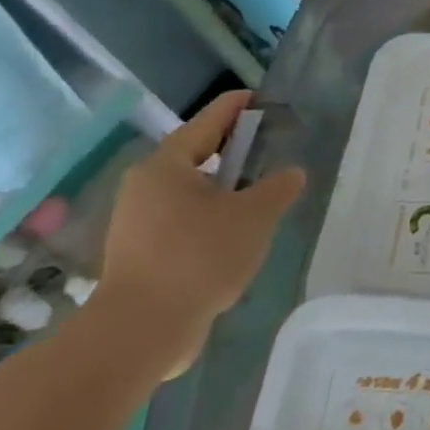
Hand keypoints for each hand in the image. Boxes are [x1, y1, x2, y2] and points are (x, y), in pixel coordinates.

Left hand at [91, 91, 304, 377]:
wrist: (142, 330)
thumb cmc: (199, 257)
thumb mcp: (254, 216)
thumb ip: (278, 188)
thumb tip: (290, 174)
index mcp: (167, 166)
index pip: (208, 122)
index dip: (237, 108)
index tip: (261, 98)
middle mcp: (145, 188)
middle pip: (195, 156)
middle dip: (232, 151)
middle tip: (269, 148)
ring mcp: (138, 223)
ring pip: (190, 193)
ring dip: (223, 190)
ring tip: (260, 195)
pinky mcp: (141, 255)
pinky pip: (183, 223)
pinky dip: (211, 219)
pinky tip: (237, 236)